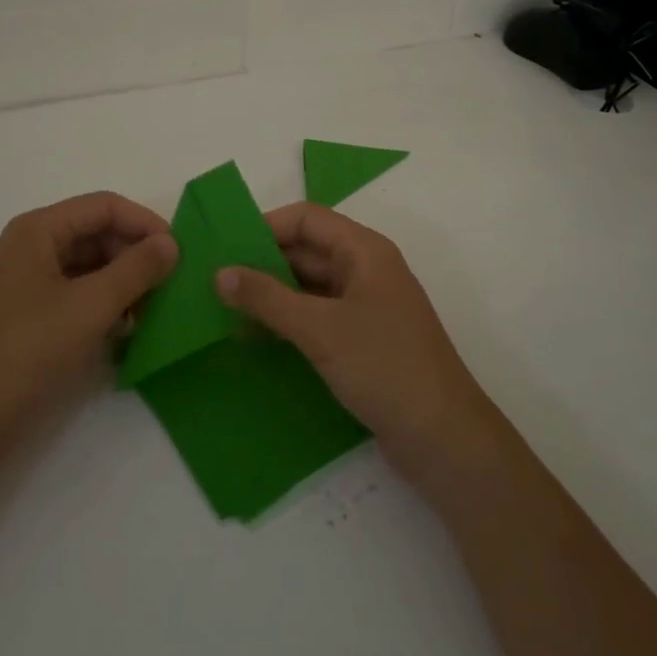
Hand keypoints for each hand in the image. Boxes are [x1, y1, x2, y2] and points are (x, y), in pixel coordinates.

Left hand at [0, 192, 176, 448]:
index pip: (104, 206)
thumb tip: (171, 243)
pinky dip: (104, 306)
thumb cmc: (26, 351)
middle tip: (170, 287)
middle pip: (96, 234)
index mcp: (38, 230)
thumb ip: (136, 270)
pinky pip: (76, 295)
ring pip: (89, 266)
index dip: (145, 223)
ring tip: (153, 312)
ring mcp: (27, 283)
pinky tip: (126, 331)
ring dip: (123, 283)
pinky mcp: (29, 317)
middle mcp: (31, 247)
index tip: (180, 253)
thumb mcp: (90, 306)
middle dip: (135, 255)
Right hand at [214, 202, 501, 484]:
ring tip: (225, 311)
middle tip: (214, 282)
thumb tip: (219, 273)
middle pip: (306, 251)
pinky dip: (288, 321)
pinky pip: (317, 317)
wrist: (442, 437)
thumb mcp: (319, 328)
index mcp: (364, 250)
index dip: (265, 226)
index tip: (224, 248)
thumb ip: (267, 298)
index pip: (307, 218)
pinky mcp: (363, 340)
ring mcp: (366, 307)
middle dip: (262, 263)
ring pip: (309, 287)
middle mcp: (366, 270)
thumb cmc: (383, 366)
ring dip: (272, 296)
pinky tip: (255, 338)